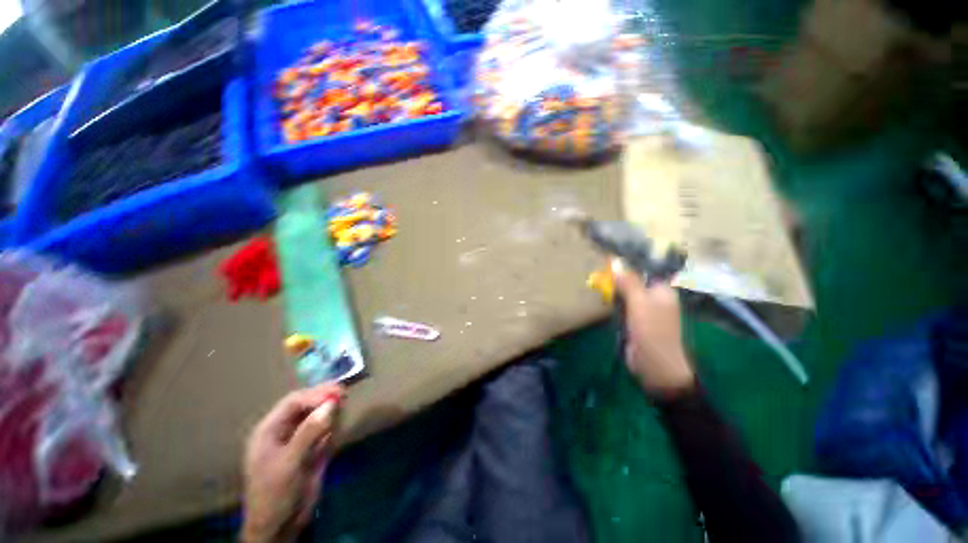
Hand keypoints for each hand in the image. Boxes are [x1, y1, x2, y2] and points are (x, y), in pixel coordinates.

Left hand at [241, 384, 344, 542]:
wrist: (280, 526)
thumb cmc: (275, 493)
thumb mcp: (289, 462)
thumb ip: (309, 432)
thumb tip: (332, 404)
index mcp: (270, 430)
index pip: (294, 402)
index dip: (315, 394)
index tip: (337, 392)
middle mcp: (285, 431)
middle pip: (306, 406)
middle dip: (324, 398)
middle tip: (344, 393)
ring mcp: (300, 440)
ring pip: (318, 416)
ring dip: (331, 409)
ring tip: (344, 405)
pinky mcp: (314, 450)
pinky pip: (326, 430)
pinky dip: (334, 424)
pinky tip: (340, 422)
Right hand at [612, 258, 694, 397]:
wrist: (655, 366)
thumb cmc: (652, 331)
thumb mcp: (639, 304)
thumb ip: (628, 282)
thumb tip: (615, 261)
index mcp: (662, 290)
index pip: (645, 269)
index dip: (628, 262)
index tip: (609, 257)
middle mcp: (654, 297)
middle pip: (634, 280)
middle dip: (618, 275)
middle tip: (600, 268)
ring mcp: (644, 310)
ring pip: (627, 292)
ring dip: (614, 288)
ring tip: (598, 278)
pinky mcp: (634, 320)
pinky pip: (623, 305)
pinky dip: (614, 300)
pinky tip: (603, 296)